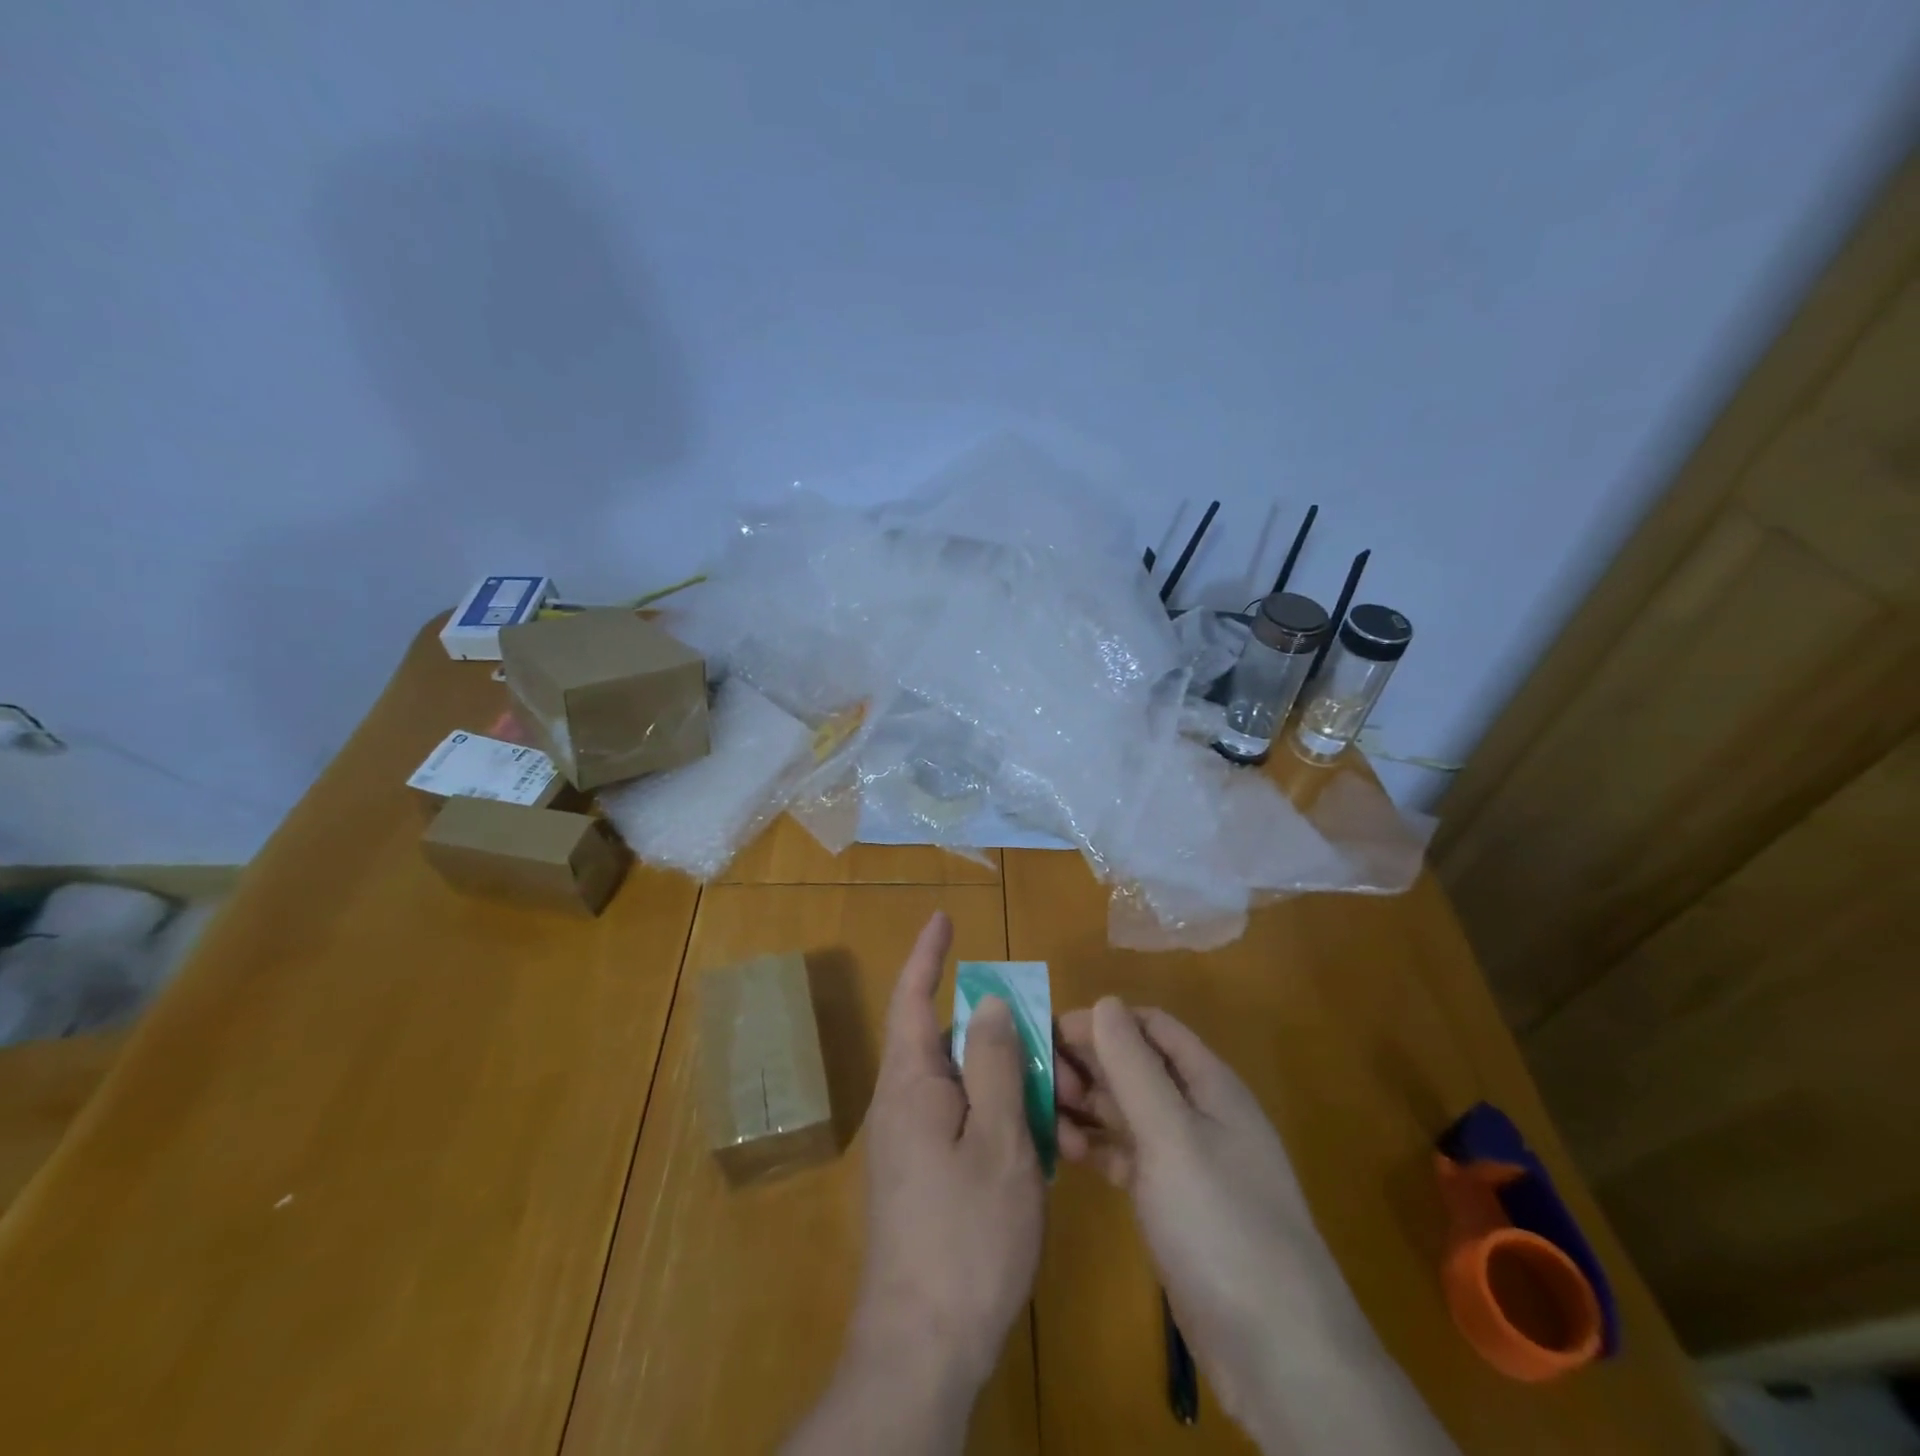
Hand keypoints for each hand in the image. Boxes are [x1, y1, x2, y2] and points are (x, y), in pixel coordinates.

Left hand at [850, 910, 1043, 1391]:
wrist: (922, 1350)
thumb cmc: (966, 1236)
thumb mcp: (998, 1141)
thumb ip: (994, 1064)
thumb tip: (987, 1001)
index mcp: (911, 1083)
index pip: (913, 997)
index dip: (928, 954)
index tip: (944, 918)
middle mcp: (902, 1104)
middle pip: (949, 1041)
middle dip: (996, 1031)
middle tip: (1047, 1039)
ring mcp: (910, 1143)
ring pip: (963, 1084)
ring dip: (1005, 1081)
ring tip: (1055, 1099)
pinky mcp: (923, 1176)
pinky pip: (964, 1121)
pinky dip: (1000, 1117)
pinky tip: (1039, 1144)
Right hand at [1056, 998, 1456, 1454]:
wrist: (1277, 1354)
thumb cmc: (1222, 1225)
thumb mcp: (1172, 1136)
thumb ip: (1134, 1067)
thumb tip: (1104, 1002)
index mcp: (1209, 1084)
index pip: (1150, 1027)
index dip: (1102, 1022)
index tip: (1049, 1035)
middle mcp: (1198, 1113)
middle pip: (1135, 1066)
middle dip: (1087, 1064)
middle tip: (1037, 1081)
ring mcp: (1185, 1160)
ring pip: (1126, 1111)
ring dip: (1086, 1105)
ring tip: (1042, 1116)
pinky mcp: (1171, 1202)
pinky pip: (1125, 1155)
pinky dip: (1095, 1147)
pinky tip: (1063, 1153)